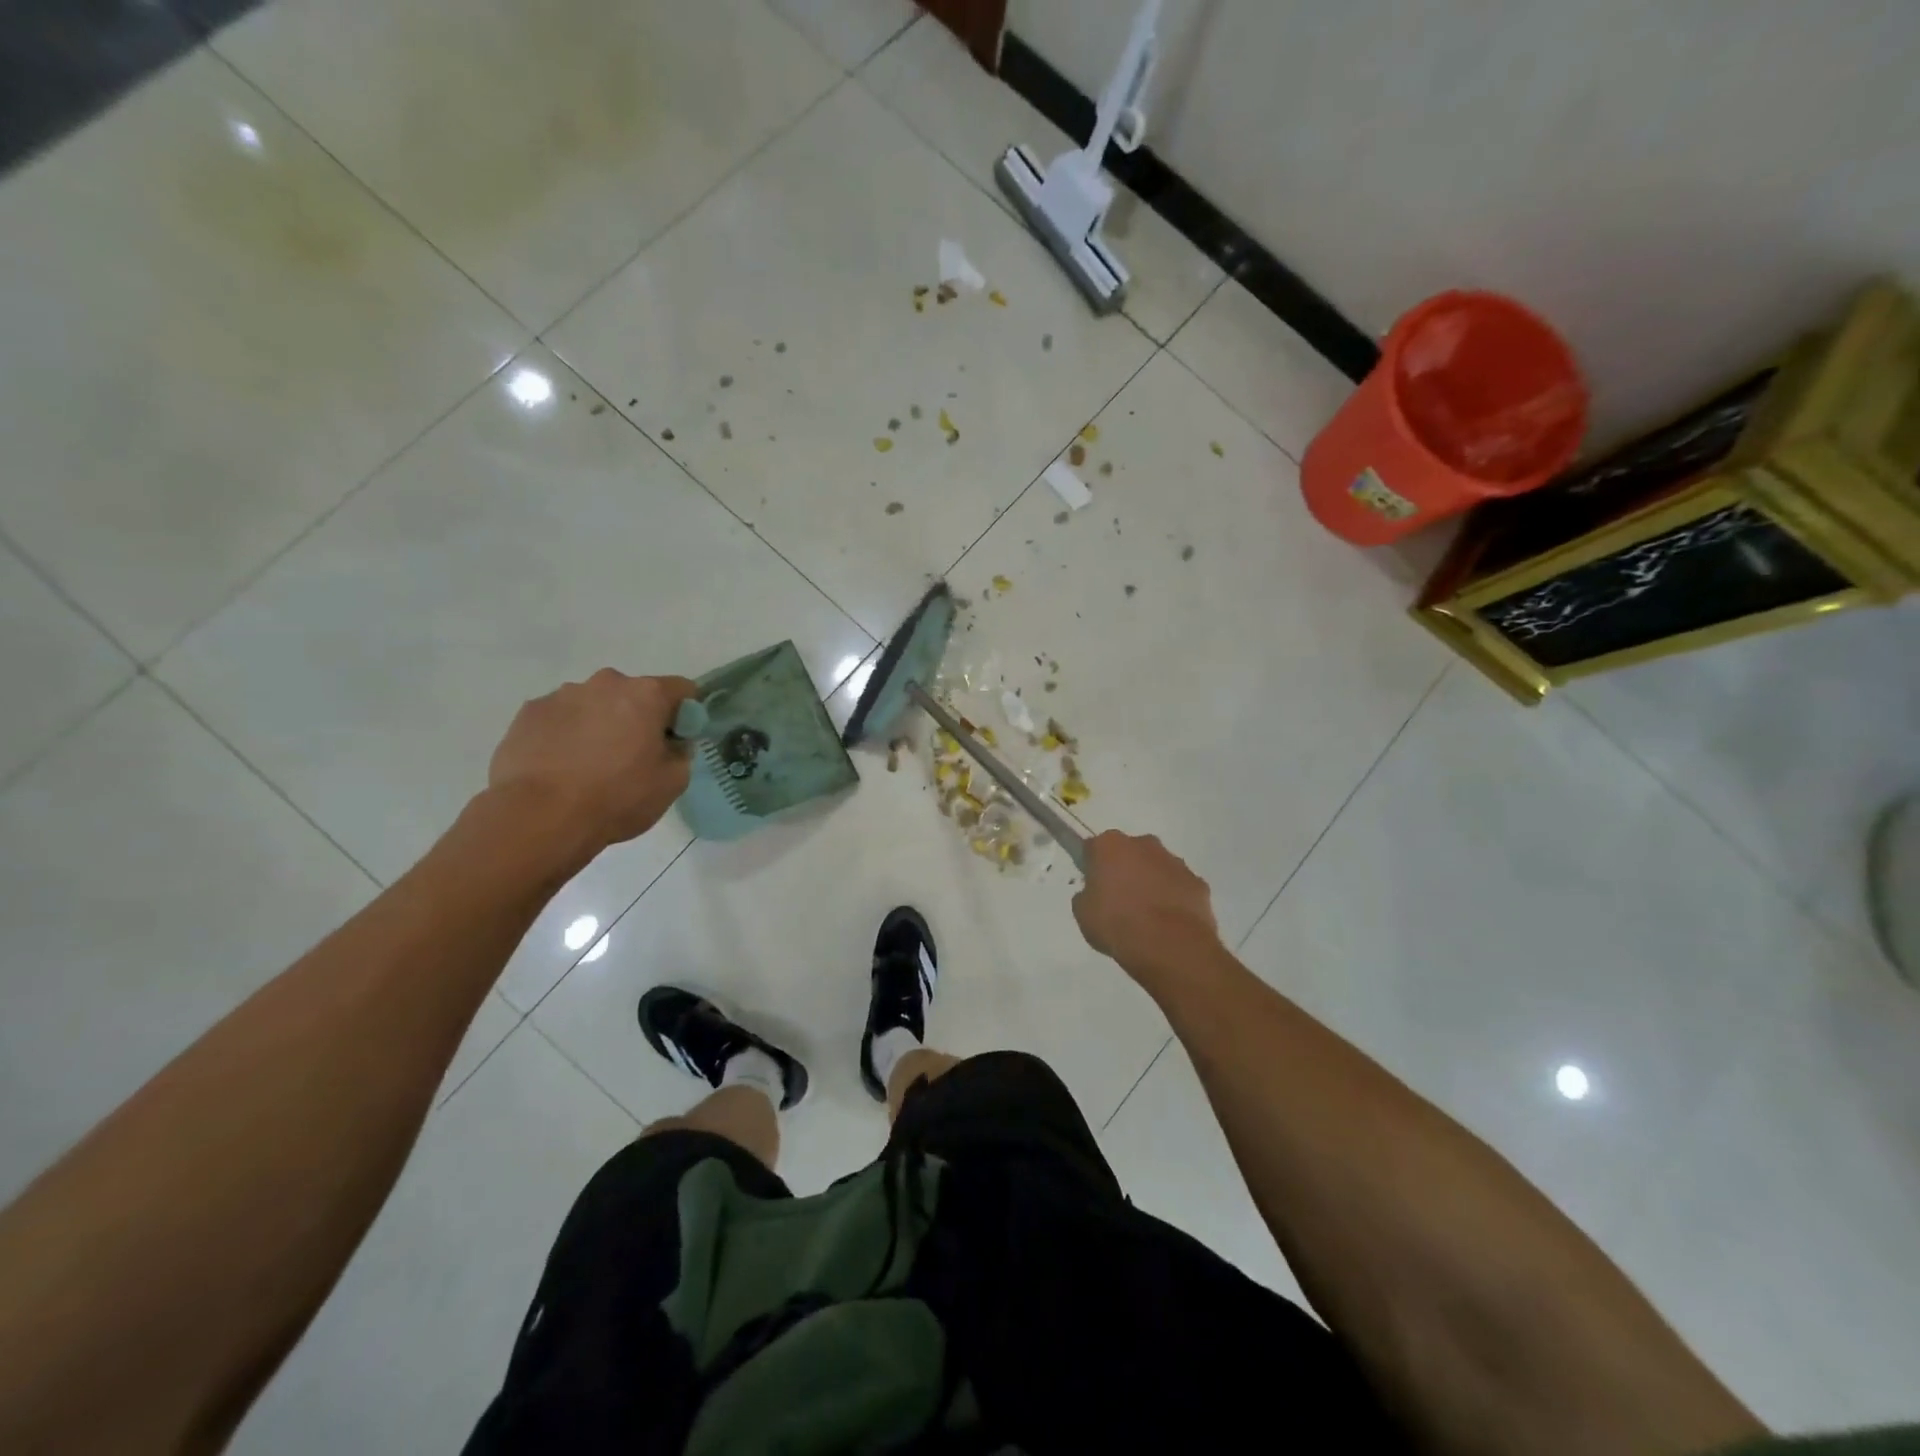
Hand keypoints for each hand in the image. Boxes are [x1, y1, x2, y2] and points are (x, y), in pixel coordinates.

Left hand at [487, 670, 699, 858]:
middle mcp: (605, 683)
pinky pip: (560, 718)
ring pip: (594, 704)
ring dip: (599, 725)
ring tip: (589, 766)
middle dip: (637, 718)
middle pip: (633, 694)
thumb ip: (680, 753)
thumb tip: (670, 743)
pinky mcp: (529, 713)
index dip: (684, 715)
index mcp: (646, 694)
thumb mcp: (672, 783)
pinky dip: (566, 735)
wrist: (540, 817)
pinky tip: (560, 767)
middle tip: (632, 757)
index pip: (682, 689)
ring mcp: (562, 695)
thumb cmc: (617, 797)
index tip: (675, 741)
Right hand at [1073, 831, 1221, 973]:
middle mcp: (1144, 844)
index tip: (1092, 885)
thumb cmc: (1117, 925)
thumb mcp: (1083, 913)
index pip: (1094, 848)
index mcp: (1110, 846)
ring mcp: (1175, 862)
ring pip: (1156, 867)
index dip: (1092, 866)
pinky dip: (1173, 898)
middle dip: (1125, 869)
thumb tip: (1095, 893)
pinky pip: (1179, 886)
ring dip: (1151, 883)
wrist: (1170, 946)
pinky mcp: (1197, 882)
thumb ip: (1086, 895)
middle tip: (1119, 900)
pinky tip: (1169, 923)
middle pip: (1128, 852)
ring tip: (1147, 916)